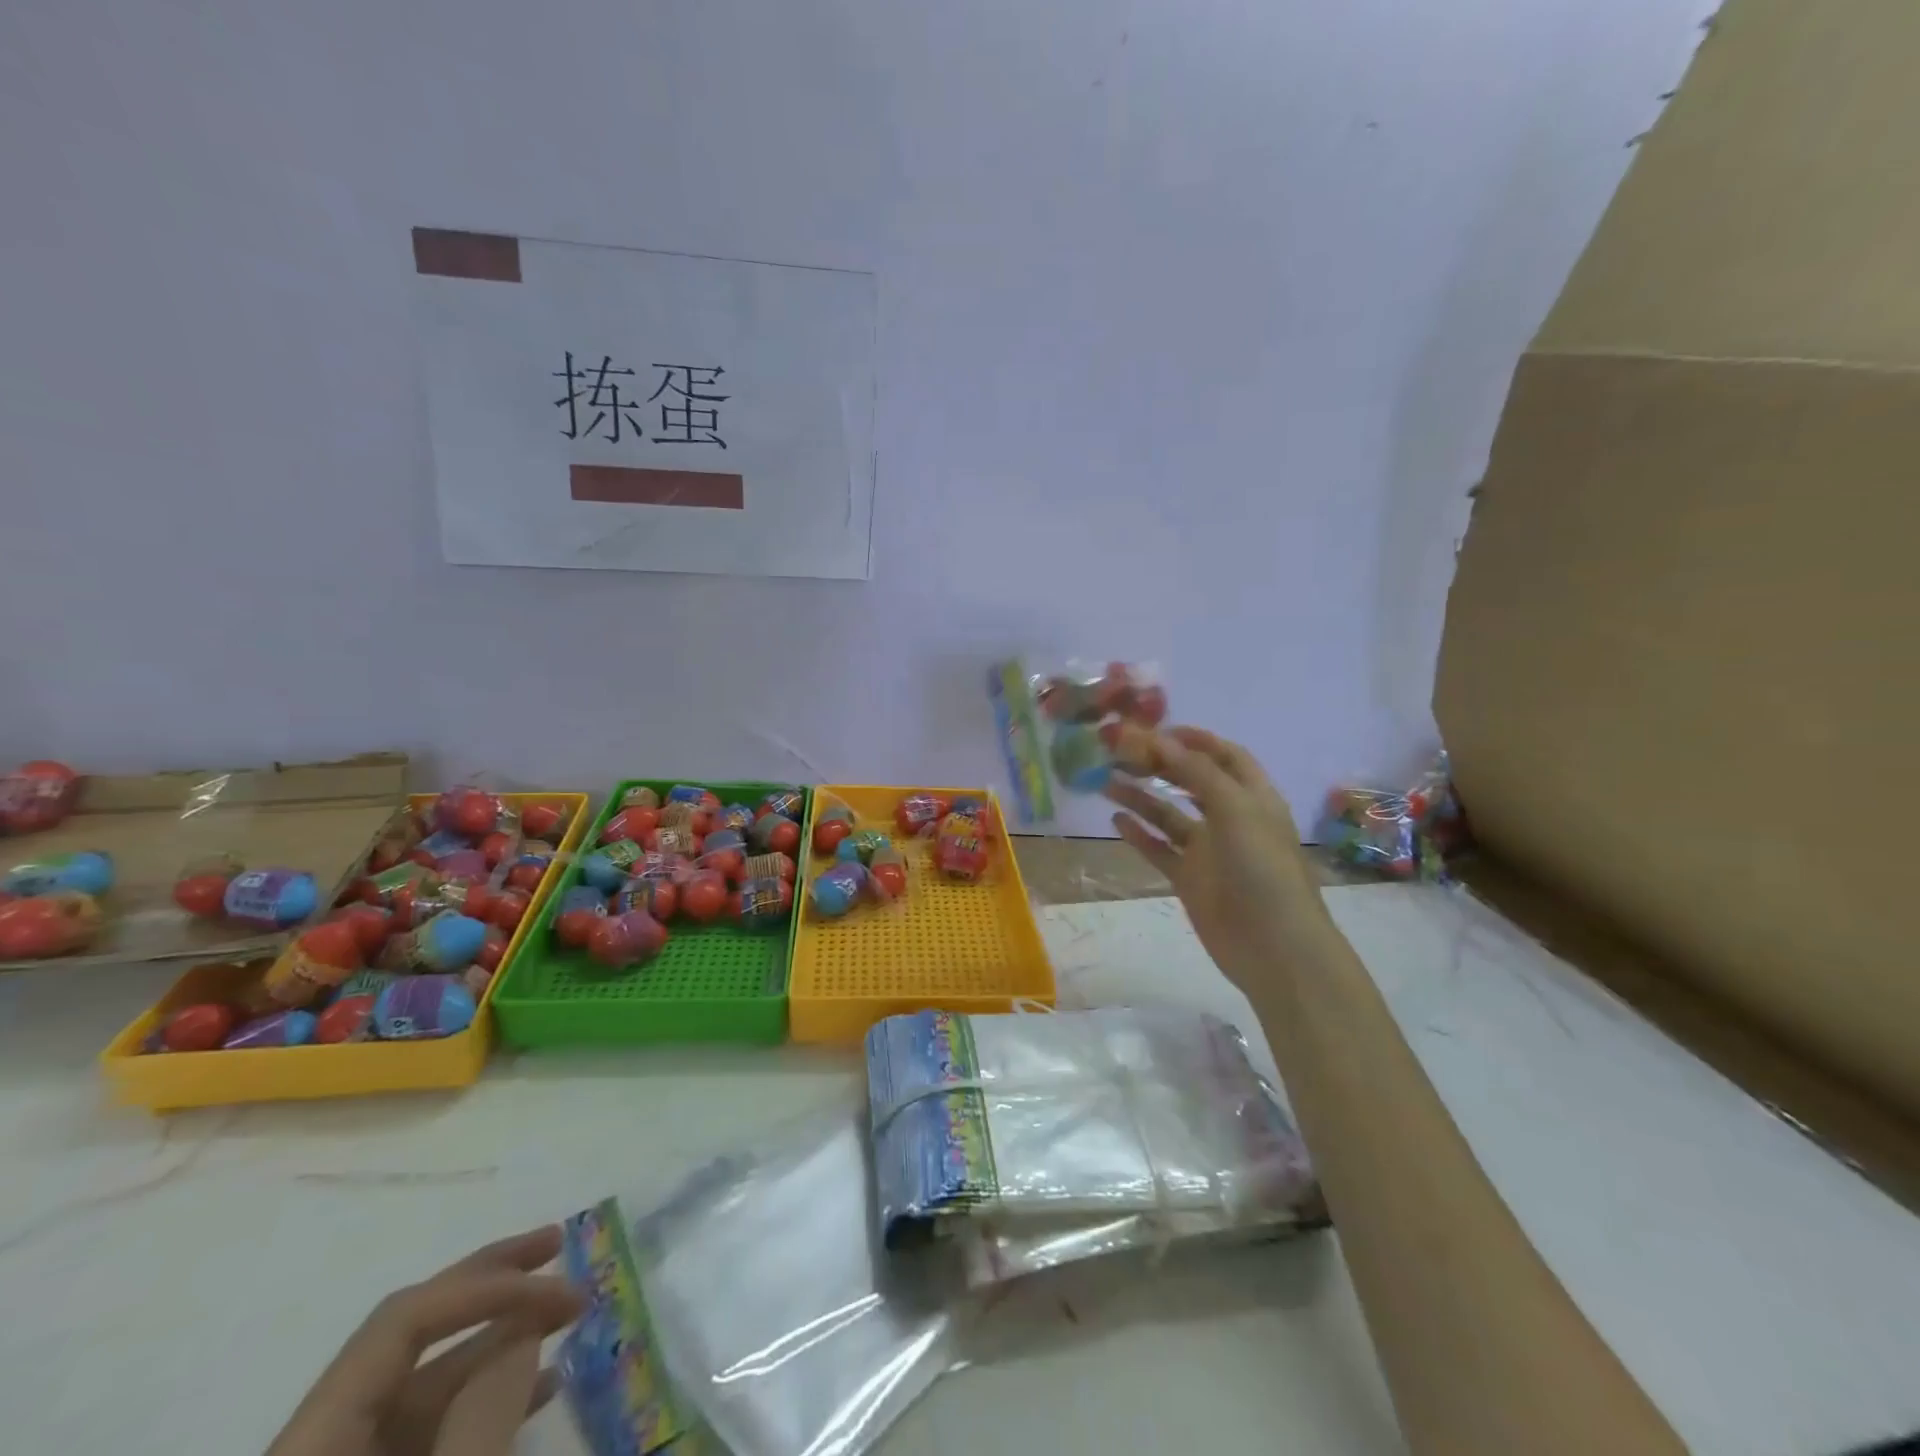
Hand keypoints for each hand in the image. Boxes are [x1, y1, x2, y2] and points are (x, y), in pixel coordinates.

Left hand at [268, 1226, 585, 1455]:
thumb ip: (482, 1415)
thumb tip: (526, 1329)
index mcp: (312, 1429)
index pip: (404, 1317)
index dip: (486, 1285)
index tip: (558, 1278)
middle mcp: (323, 1433)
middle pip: (413, 1334)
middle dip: (494, 1284)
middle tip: (559, 1241)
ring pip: (431, 1381)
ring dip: (505, 1337)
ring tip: (569, 1309)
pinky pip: (434, 1426)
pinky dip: (490, 1395)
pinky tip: (544, 1379)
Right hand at [1105, 726, 1325, 995]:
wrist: (1274, 947)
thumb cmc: (1263, 869)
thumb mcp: (1236, 810)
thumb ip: (1197, 773)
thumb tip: (1160, 739)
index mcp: (1252, 797)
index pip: (1224, 756)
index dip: (1194, 739)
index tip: (1155, 730)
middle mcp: (1230, 818)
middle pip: (1190, 781)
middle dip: (1158, 765)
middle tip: (1119, 752)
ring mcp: (1208, 850)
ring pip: (1169, 815)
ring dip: (1141, 797)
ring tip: (1106, 781)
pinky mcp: (1189, 879)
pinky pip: (1159, 849)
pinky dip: (1139, 833)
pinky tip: (1114, 820)